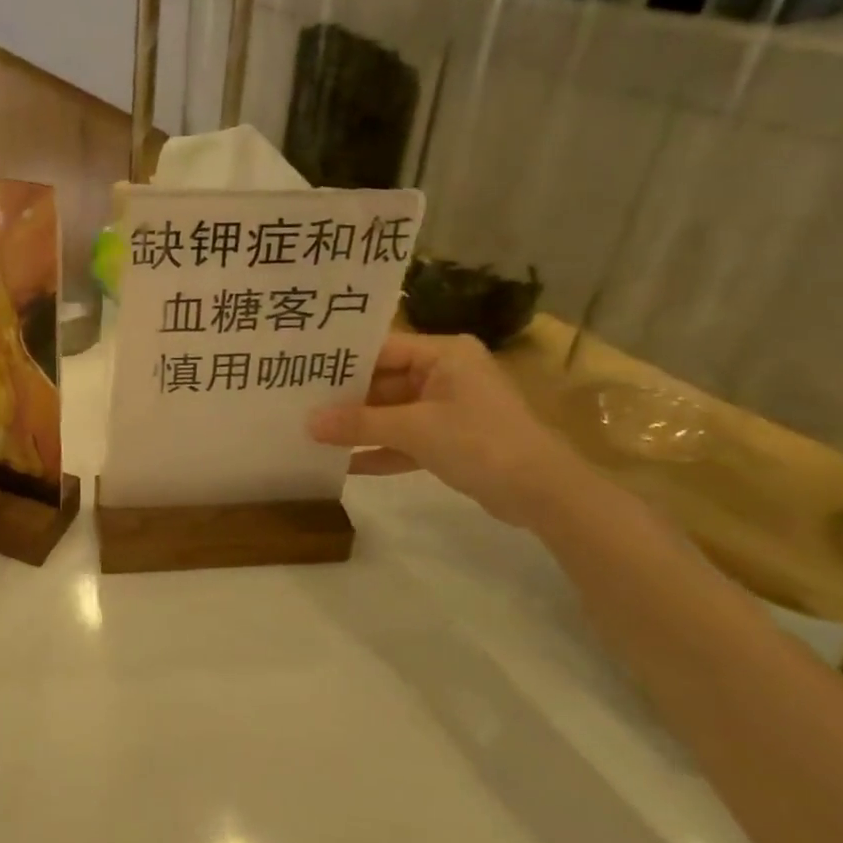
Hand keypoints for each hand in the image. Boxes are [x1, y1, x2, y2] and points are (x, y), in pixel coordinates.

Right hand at [308, 332, 589, 527]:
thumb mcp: (415, 429)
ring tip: (311, 433)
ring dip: (359, 427)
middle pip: (384, 381)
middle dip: (345, 399)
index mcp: (444, 354)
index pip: (382, 348)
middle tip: (298, 404)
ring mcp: (448, 408)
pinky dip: (380, 450)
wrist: (544, 494)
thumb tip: (308, 423)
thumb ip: (360, 424)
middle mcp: (445, 373)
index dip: (342, 362)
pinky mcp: (450, 440)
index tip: (302, 370)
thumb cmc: (481, 442)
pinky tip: (343, 464)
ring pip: (392, 412)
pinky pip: (406, 439)